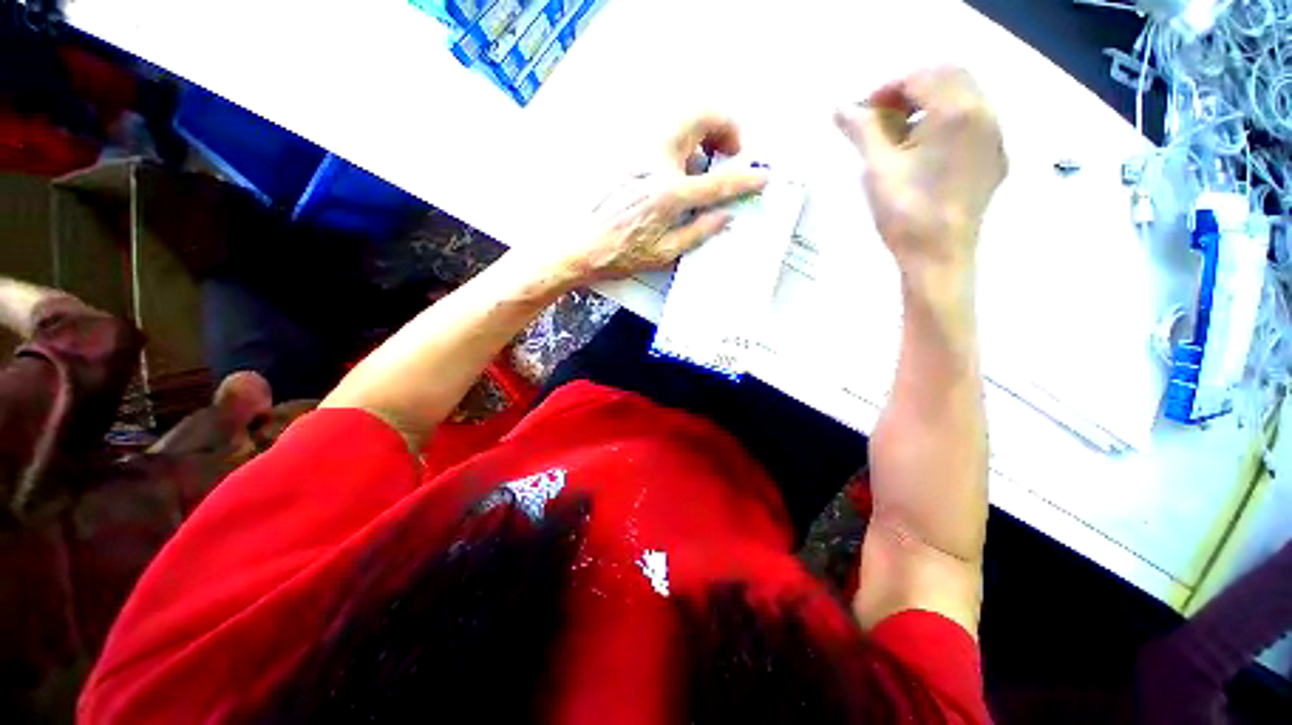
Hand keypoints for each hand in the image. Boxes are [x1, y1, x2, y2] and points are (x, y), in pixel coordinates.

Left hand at [547, 114, 767, 286]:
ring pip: (680, 118)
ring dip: (702, 131)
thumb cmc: (619, 254)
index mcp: (670, 195)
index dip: (746, 177)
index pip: (719, 180)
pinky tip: (677, 169)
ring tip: (705, 160)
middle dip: (725, 126)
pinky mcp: (626, 155)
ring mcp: (639, 154)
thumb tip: (724, 216)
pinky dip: (680, 142)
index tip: (761, 176)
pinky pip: (662, 134)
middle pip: (701, 116)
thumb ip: (698, 232)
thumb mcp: (664, 252)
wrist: (579, 246)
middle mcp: (656, 164)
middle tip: (730, 151)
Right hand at [834, 66, 1006, 283]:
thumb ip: (861, 130)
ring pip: (964, 97)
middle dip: (910, 90)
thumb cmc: (905, 213)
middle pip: (947, 77)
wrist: (938, 257)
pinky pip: (973, 121)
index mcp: (956, 111)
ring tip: (899, 133)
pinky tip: (924, 149)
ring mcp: (994, 136)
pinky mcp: (994, 157)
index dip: (885, 89)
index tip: (860, 112)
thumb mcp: (877, 168)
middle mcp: (984, 113)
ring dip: (929, 103)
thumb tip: (839, 108)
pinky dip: (947, 121)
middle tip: (880, 117)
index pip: (919, 77)